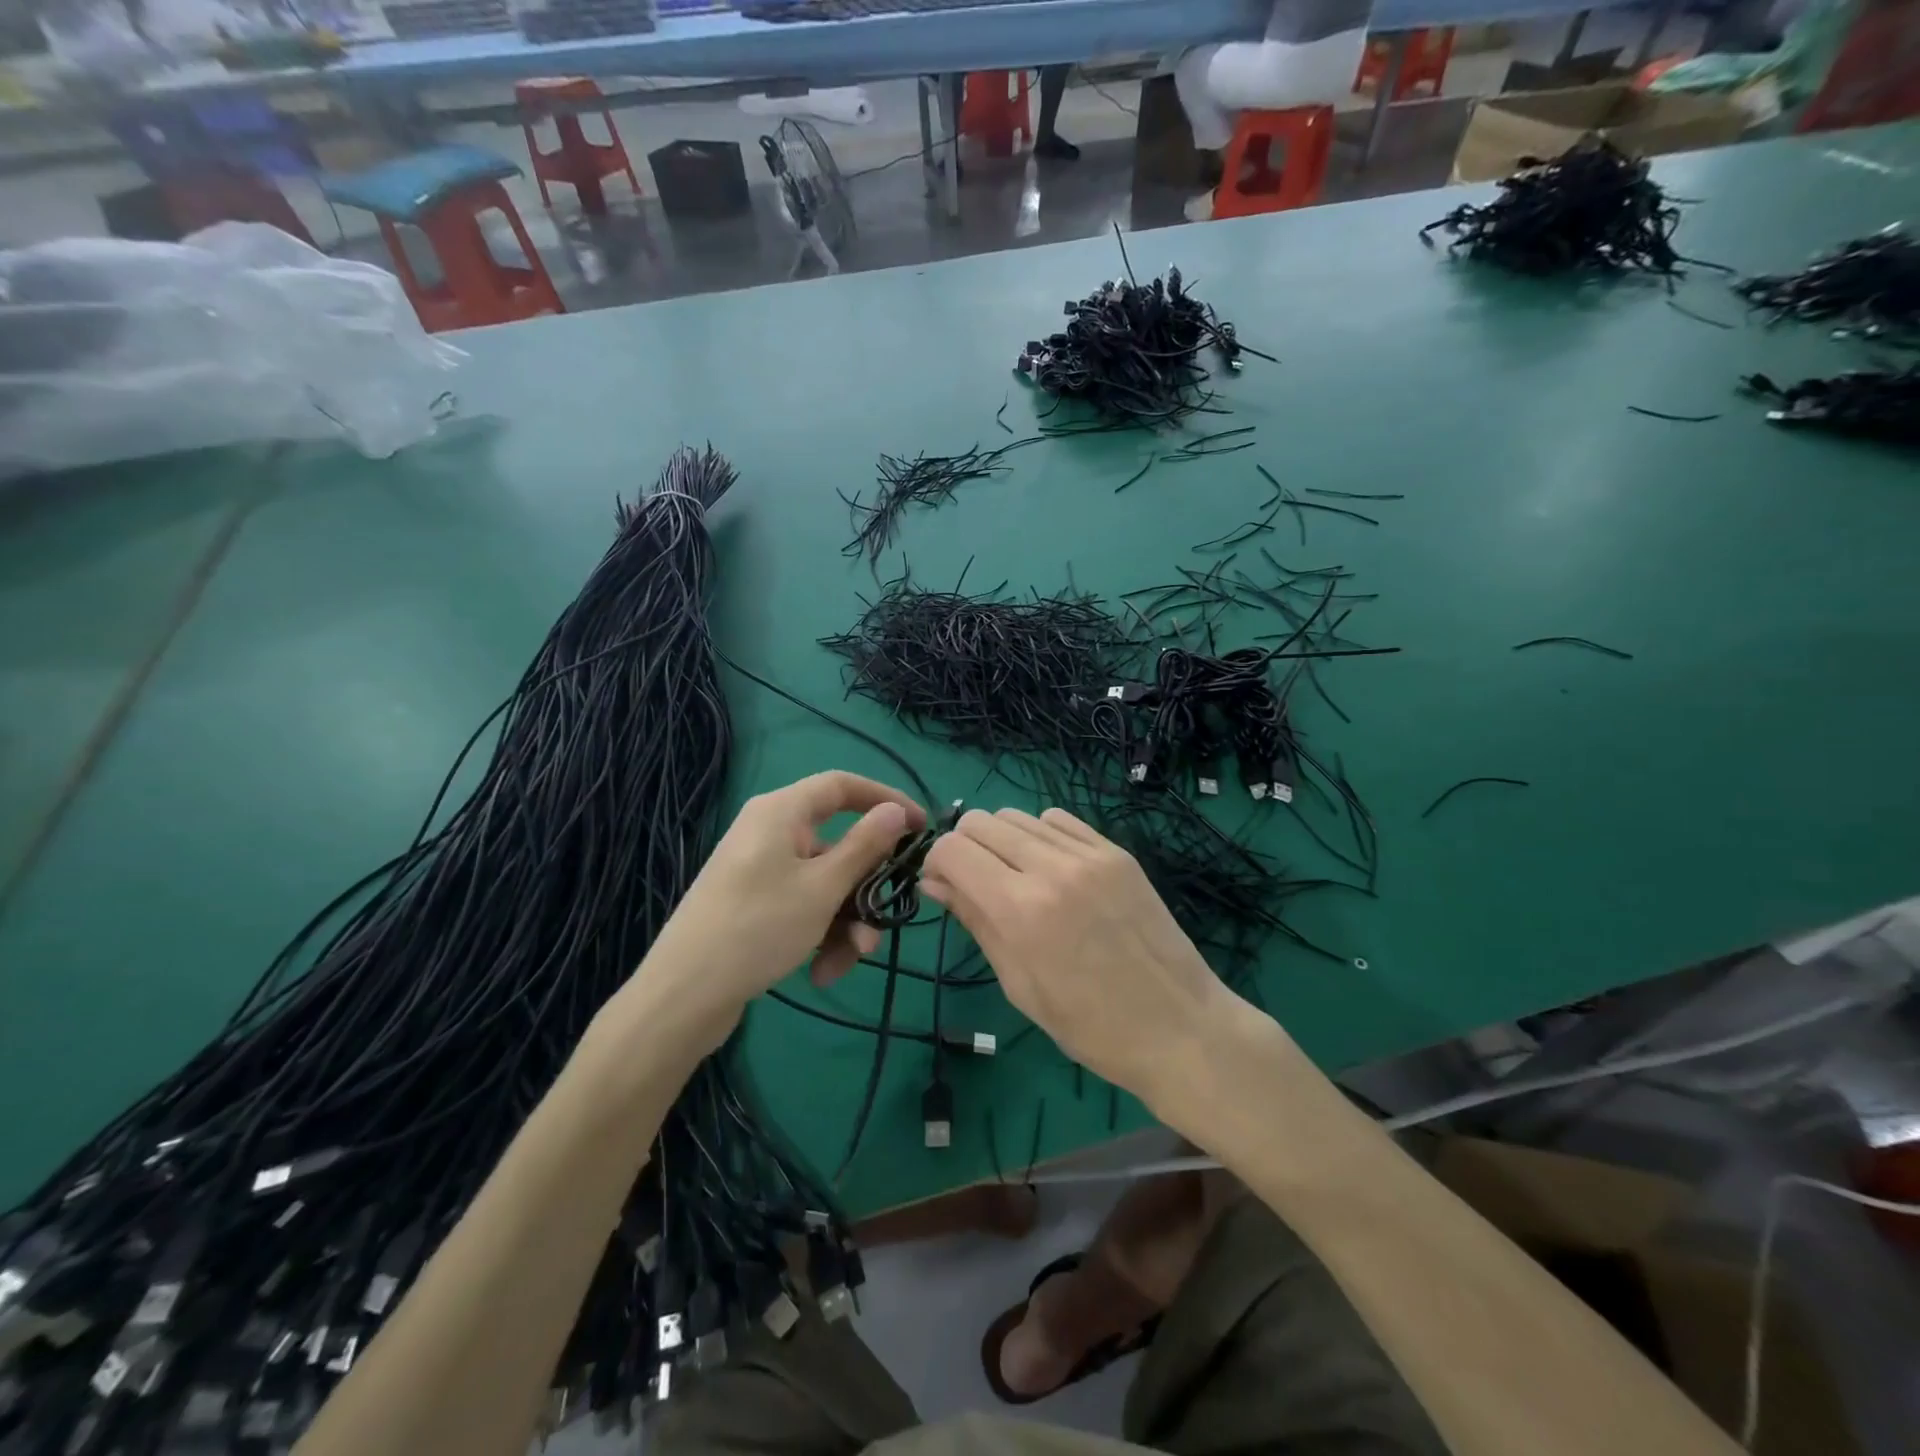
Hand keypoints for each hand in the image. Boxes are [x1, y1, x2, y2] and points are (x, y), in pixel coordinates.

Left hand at [630, 772, 924, 1052]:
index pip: (842, 785)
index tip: (919, 827)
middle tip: (884, 919)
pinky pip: (802, 905)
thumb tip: (896, 810)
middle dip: (864, 888)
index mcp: (781, 812)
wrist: (683, 996)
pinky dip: (819, 933)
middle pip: (838, 845)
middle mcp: (770, 832)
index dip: (884, 799)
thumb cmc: (758, 927)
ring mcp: (760, 869)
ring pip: (824, 884)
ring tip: (845, 962)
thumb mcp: (822, 887)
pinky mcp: (754, 903)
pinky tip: (821, 972)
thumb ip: (865, 846)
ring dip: (844, 921)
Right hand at [921, 808, 1243, 1106]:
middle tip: (974, 882)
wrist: (1179, 1026)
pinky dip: (1040, 835)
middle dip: (964, 846)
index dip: (937, 863)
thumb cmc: (1089, 1025)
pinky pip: (1059, 820)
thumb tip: (934, 881)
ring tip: (1014, 876)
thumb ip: (975, 921)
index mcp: (1021, 909)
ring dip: (1001, 839)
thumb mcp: (1019, 984)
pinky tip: (1050, 868)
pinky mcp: (1116, 851)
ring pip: (1018, 815)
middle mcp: (1052, 867)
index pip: (953, 849)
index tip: (943, 885)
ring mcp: (1089, 854)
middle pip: (981, 821)